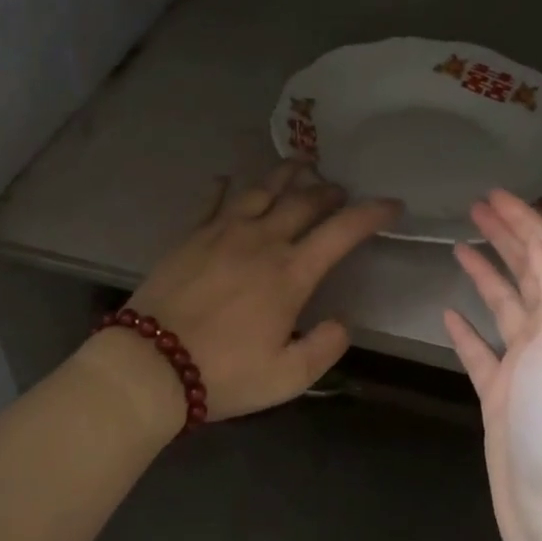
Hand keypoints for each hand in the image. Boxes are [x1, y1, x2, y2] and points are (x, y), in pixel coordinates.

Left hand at [84, 162, 399, 430]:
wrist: (149, 365)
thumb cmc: (223, 374)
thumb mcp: (287, 378)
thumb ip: (324, 347)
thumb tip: (343, 321)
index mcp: (291, 273)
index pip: (342, 231)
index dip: (372, 213)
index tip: (392, 204)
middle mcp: (262, 240)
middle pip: (304, 201)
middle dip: (329, 191)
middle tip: (340, 190)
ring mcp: (223, 232)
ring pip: (262, 189)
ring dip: (286, 173)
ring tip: (301, 162)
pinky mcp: (191, 235)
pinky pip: (212, 201)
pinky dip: (223, 187)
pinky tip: (226, 178)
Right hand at [445, 190, 541, 540]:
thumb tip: (541, 239)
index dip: (527, 220)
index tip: (495, 193)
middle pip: (531, 273)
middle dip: (507, 236)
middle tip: (474, 207)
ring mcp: (530, 370)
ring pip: (506, 306)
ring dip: (487, 274)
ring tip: (459, 245)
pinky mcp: (504, 400)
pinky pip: (483, 352)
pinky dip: (468, 329)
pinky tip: (447, 314)